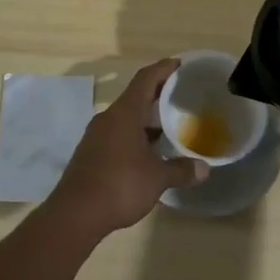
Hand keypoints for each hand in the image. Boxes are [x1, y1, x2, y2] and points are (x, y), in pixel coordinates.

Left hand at [48, 60, 205, 237]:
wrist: (74, 214)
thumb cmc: (120, 186)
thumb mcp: (157, 178)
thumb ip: (181, 170)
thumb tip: (204, 169)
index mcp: (125, 113)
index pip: (146, 78)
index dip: (164, 68)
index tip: (181, 64)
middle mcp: (108, 118)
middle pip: (136, 96)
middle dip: (159, 94)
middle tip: (182, 96)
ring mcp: (96, 135)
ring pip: (126, 117)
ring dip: (146, 118)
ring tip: (170, 125)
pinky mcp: (90, 153)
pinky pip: (117, 134)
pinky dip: (135, 135)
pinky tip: (149, 151)